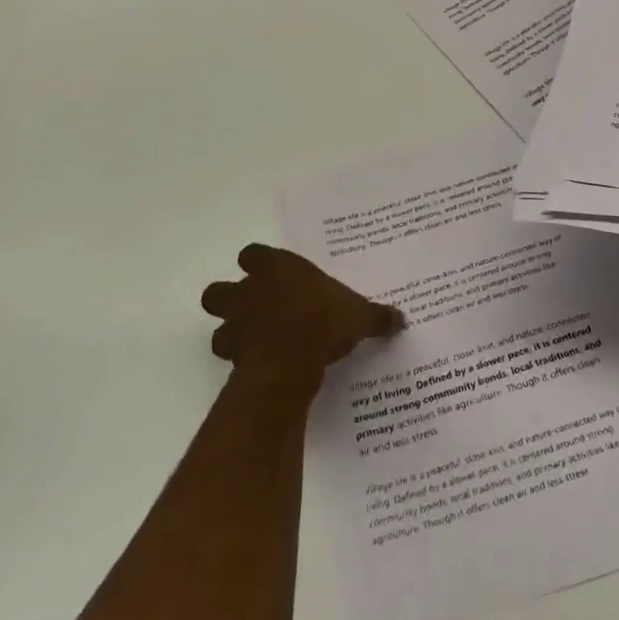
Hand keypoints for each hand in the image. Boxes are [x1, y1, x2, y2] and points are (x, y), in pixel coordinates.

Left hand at [201, 244, 404, 381]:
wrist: (291, 358)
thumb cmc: (324, 321)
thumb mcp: (359, 315)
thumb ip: (376, 316)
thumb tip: (401, 319)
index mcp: (278, 268)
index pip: (252, 253)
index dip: (259, 264)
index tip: (274, 275)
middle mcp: (250, 290)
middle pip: (219, 289)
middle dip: (231, 299)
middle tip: (255, 310)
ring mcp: (237, 322)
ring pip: (217, 323)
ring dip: (231, 331)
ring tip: (254, 342)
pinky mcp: (233, 354)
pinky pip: (228, 355)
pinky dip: (239, 359)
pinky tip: (258, 365)